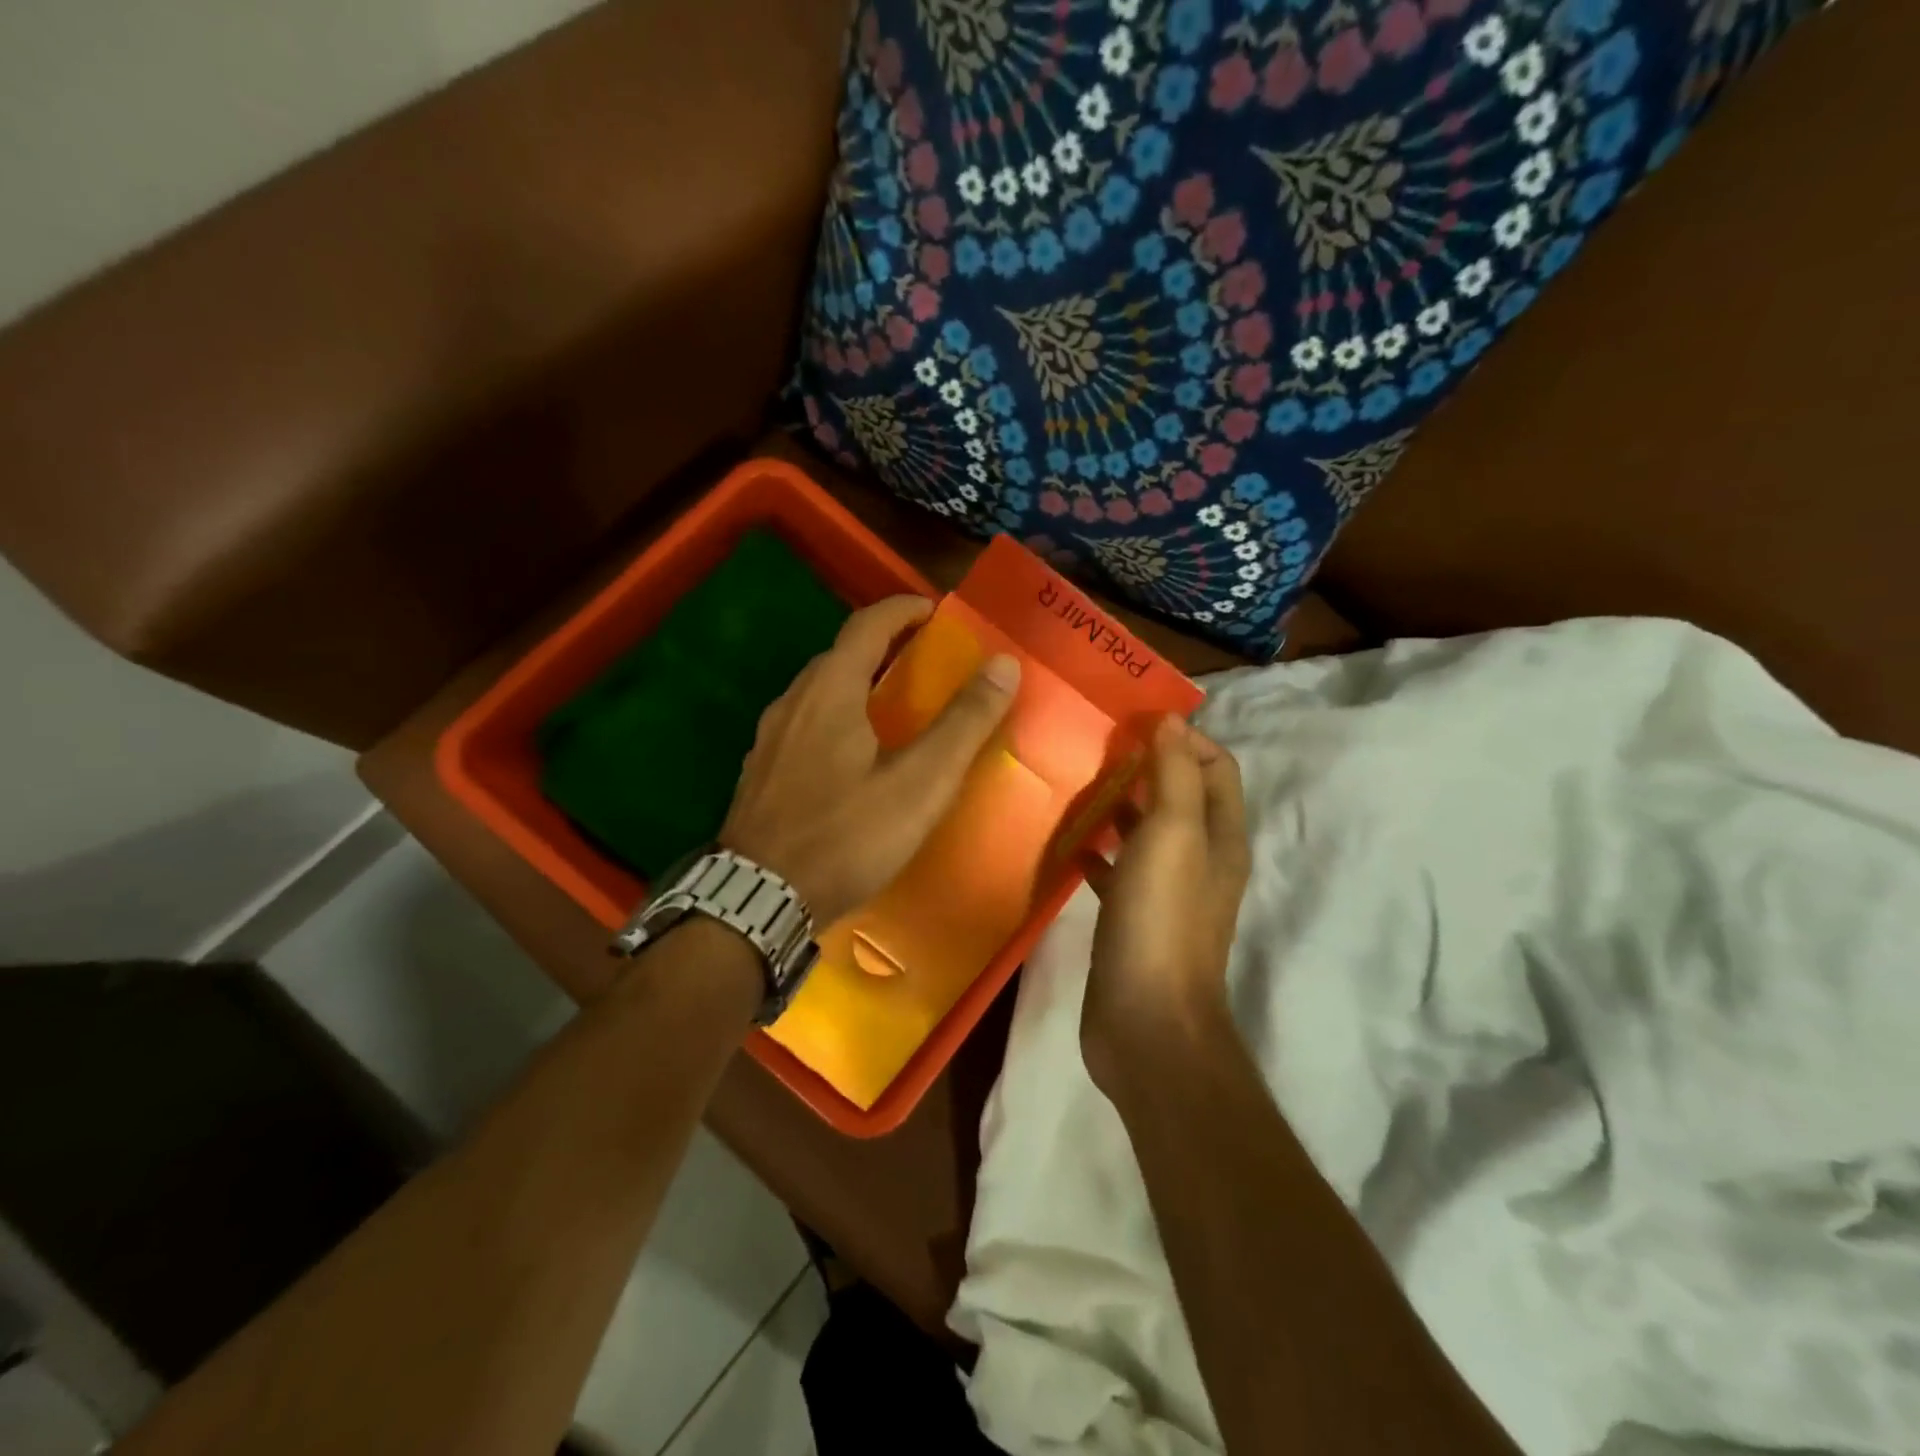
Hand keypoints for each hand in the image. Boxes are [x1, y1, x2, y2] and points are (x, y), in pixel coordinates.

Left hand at [721, 595, 1019, 926]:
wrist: (759, 898)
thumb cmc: (846, 836)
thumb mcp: (919, 783)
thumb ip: (962, 724)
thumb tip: (1002, 665)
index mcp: (829, 692)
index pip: (866, 625)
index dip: (902, 610)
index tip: (934, 611)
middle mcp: (792, 702)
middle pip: (839, 656)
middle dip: (882, 647)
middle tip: (921, 663)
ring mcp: (769, 739)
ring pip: (817, 692)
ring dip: (855, 683)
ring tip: (891, 707)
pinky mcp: (760, 772)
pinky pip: (802, 724)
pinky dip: (834, 717)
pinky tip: (849, 756)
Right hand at [1081, 717, 1250, 1094]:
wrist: (1146, 1023)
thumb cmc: (1161, 920)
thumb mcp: (1172, 836)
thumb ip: (1175, 776)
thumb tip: (1173, 720)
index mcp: (1220, 836)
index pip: (1217, 766)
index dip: (1185, 738)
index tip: (1135, 723)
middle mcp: (1200, 859)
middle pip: (1181, 796)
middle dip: (1146, 766)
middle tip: (1097, 747)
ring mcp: (1166, 891)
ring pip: (1147, 832)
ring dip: (1120, 806)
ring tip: (1078, 784)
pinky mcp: (1134, 918)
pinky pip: (1118, 870)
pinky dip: (1098, 852)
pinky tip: (1068, 845)